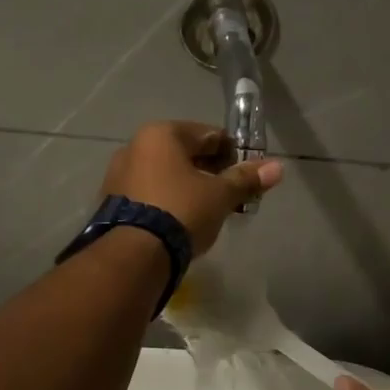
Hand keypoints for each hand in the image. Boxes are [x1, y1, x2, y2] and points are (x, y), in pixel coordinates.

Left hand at [101, 121, 283, 255]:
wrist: (134, 255)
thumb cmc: (181, 211)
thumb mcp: (219, 195)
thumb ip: (246, 179)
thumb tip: (277, 167)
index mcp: (161, 134)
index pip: (208, 134)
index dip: (232, 153)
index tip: (247, 174)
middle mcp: (135, 146)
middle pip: (185, 153)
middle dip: (210, 170)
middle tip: (230, 194)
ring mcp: (119, 173)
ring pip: (166, 173)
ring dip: (188, 185)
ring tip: (208, 210)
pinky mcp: (112, 200)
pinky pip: (149, 191)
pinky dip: (168, 199)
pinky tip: (181, 219)